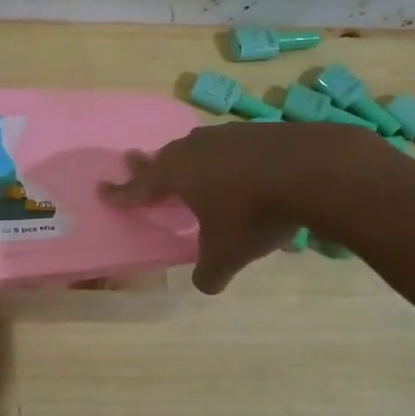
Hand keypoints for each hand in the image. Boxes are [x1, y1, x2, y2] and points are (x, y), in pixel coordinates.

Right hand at [99, 121, 383, 292]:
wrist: (312, 170)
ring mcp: (226, 136)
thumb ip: (210, 272)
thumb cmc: (254, 213)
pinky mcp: (257, 131)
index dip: (120, 193)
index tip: (102, 189)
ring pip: (195, 146)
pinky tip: (237, 165)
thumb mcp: (228, 254)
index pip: (139, 187)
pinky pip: (228, 144)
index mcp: (176, 176)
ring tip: (186, 162)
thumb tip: (205, 285)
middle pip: (163, 157)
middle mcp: (194, 151)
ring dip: (186, 157)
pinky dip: (223, 156)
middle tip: (134, 160)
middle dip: (148, 164)